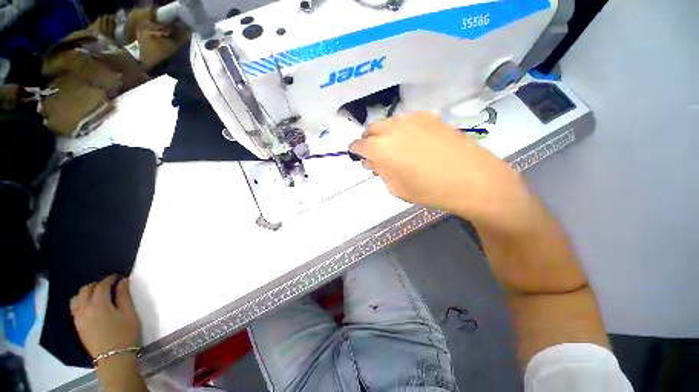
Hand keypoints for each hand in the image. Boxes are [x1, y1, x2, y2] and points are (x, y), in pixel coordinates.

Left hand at [70, 276, 140, 358]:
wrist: (114, 358)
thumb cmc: (125, 334)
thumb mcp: (129, 314)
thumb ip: (124, 296)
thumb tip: (123, 281)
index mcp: (99, 304)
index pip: (102, 285)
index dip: (110, 279)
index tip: (119, 277)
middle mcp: (85, 308)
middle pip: (86, 289)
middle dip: (97, 284)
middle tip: (109, 284)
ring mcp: (79, 318)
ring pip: (77, 298)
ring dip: (86, 292)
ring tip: (97, 294)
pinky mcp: (78, 325)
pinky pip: (75, 308)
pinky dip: (81, 301)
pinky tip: (90, 306)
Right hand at [349, 112, 534, 232]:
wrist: (471, 178)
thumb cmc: (429, 190)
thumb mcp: (396, 188)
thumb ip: (380, 171)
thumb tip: (371, 161)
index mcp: (381, 148)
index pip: (359, 145)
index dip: (355, 151)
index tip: (357, 155)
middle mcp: (393, 128)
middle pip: (371, 129)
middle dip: (369, 141)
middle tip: (375, 154)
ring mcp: (412, 119)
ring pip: (388, 123)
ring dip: (384, 134)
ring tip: (394, 148)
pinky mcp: (429, 117)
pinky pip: (406, 121)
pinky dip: (401, 130)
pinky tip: (412, 141)